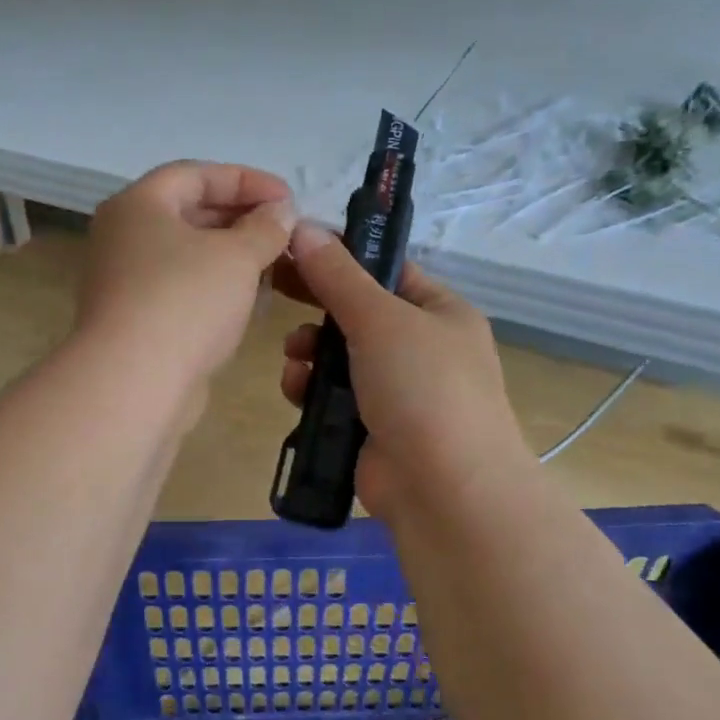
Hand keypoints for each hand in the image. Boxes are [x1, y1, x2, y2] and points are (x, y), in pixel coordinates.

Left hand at [77, 162, 295, 390]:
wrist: (133, 383)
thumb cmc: (185, 301)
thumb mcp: (237, 255)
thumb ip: (265, 227)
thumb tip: (280, 212)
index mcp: (138, 205)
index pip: (195, 174)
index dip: (246, 180)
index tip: (288, 197)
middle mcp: (123, 236)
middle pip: (189, 212)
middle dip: (241, 218)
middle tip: (285, 231)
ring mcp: (125, 280)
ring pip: (187, 254)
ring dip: (232, 255)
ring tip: (276, 264)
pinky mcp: (135, 319)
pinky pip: (182, 288)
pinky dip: (215, 287)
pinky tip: (251, 300)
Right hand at [276, 224, 531, 521]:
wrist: (446, 492)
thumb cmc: (423, 388)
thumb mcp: (381, 319)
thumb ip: (338, 276)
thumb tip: (303, 228)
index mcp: (440, 312)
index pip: (387, 270)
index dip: (341, 257)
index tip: (294, 247)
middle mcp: (422, 348)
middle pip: (357, 313)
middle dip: (318, 306)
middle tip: (274, 287)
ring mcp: (398, 391)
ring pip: (339, 356)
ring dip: (310, 350)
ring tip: (294, 355)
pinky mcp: (371, 428)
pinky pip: (332, 395)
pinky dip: (311, 389)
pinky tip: (295, 388)